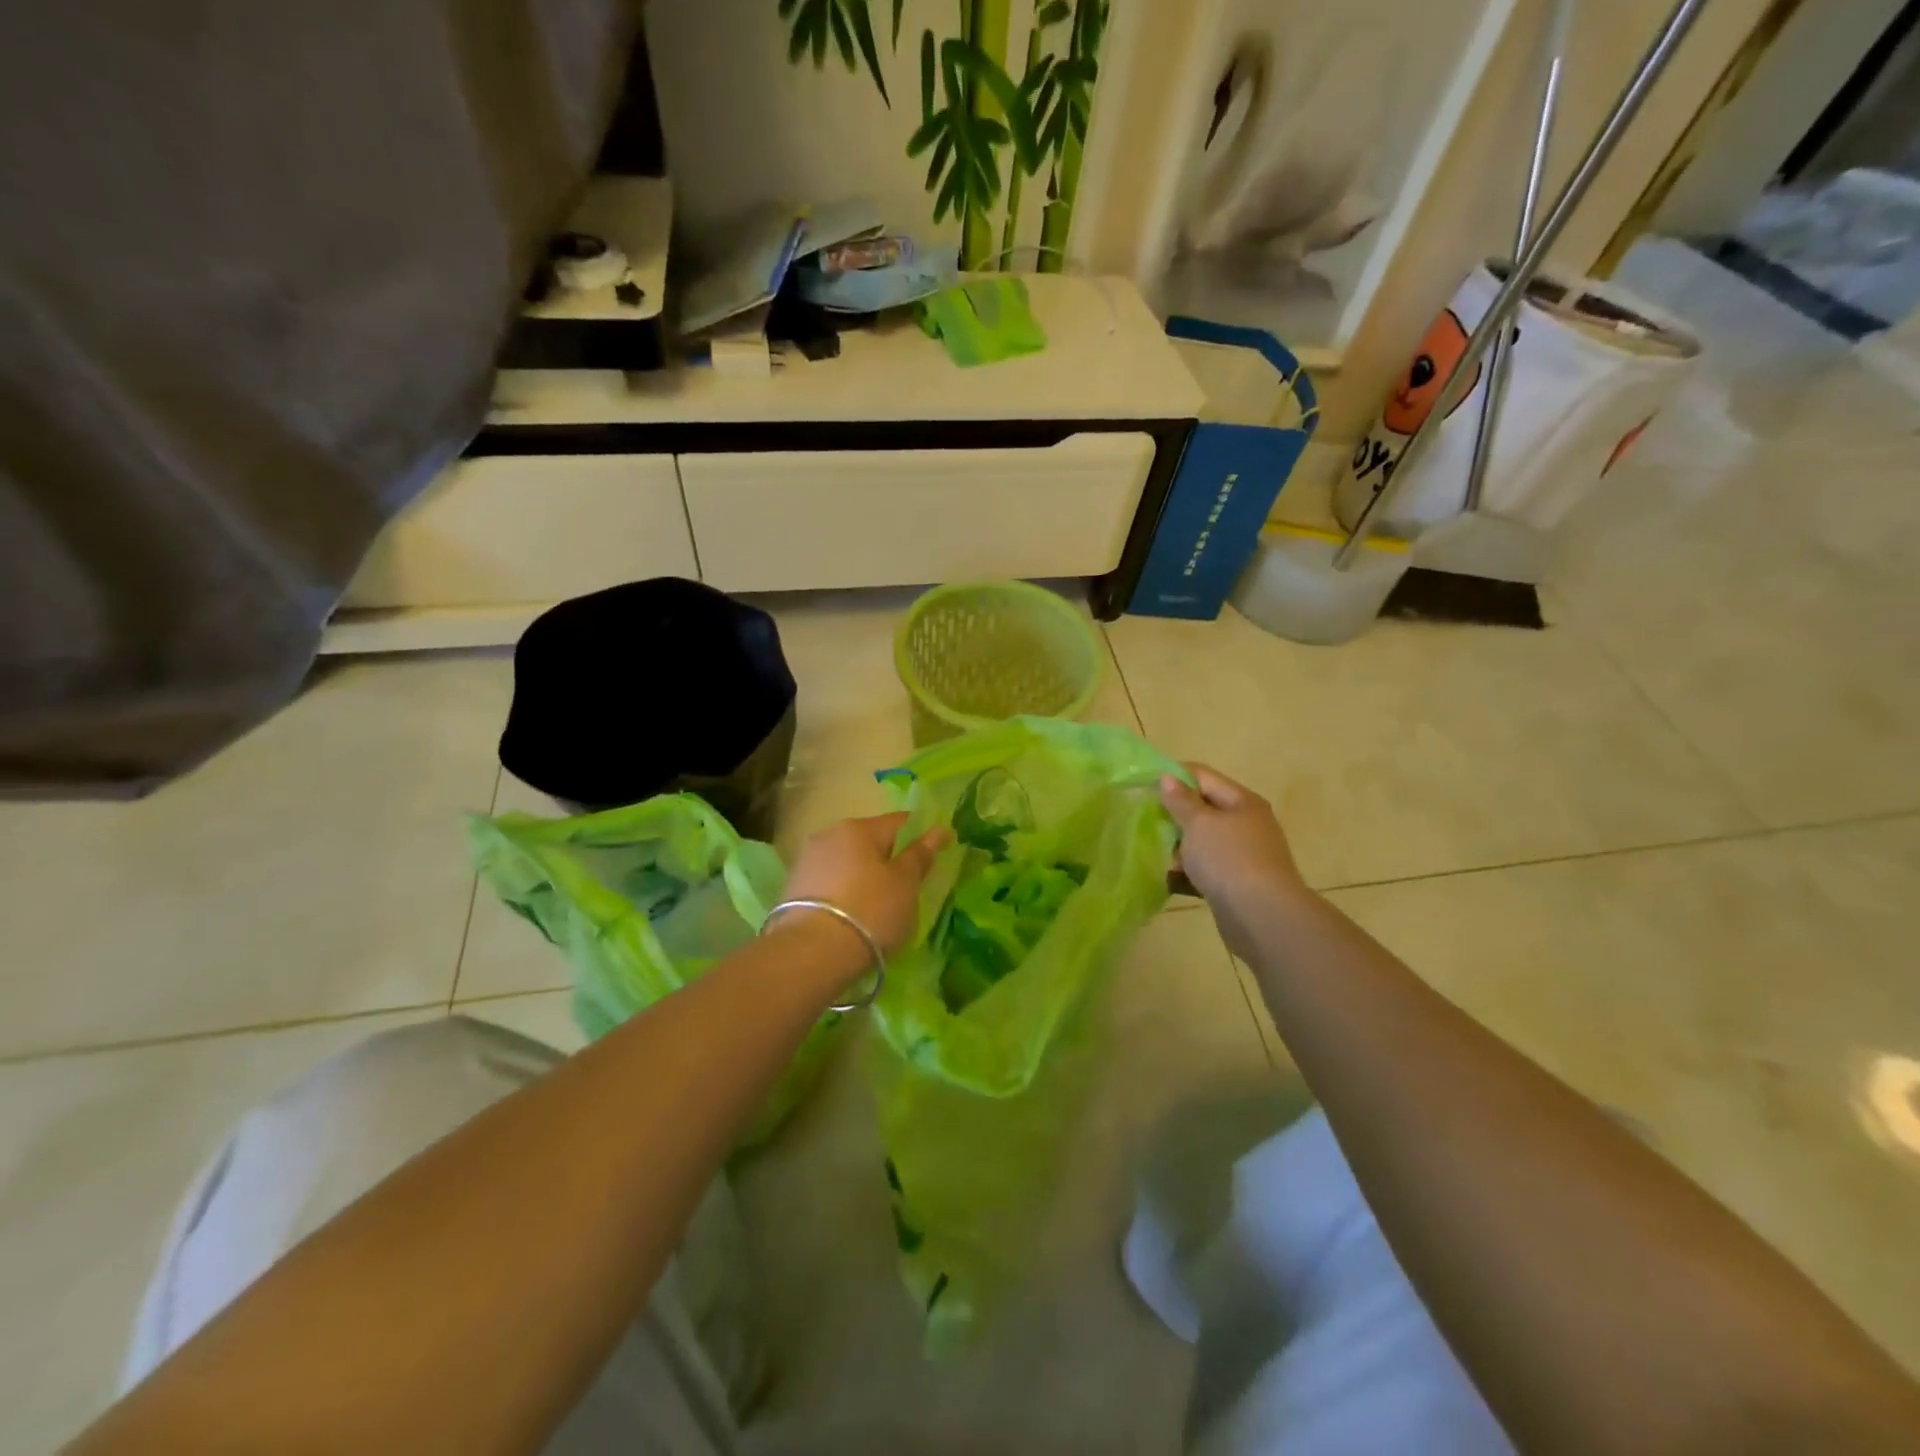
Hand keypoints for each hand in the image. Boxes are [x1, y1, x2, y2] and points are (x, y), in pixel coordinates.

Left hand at [780, 812, 948, 958]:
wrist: (811, 954)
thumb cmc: (870, 911)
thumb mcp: (905, 884)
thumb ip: (920, 854)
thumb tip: (939, 829)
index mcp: (858, 827)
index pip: (900, 822)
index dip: (921, 836)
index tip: (934, 857)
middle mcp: (828, 835)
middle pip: (870, 841)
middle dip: (889, 858)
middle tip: (907, 887)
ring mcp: (806, 862)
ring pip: (847, 862)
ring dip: (864, 877)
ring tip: (879, 907)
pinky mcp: (792, 889)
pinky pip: (830, 883)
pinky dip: (845, 893)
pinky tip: (853, 916)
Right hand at [1159, 766, 1309, 956]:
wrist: (1262, 916)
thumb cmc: (1228, 859)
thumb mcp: (1199, 824)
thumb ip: (1180, 800)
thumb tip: (1167, 777)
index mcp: (1241, 801)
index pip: (1203, 776)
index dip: (1173, 777)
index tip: (1143, 786)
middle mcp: (1246, 823)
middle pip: (1204, 809)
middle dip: (1174, 814)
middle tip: (1143, 820)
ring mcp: (1244, 854)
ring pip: (1203, 841)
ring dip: (1179, 845)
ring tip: (1152, 850)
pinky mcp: (1238, 882)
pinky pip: (1207, 868)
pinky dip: (1189, 871)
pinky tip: (1168, 878)